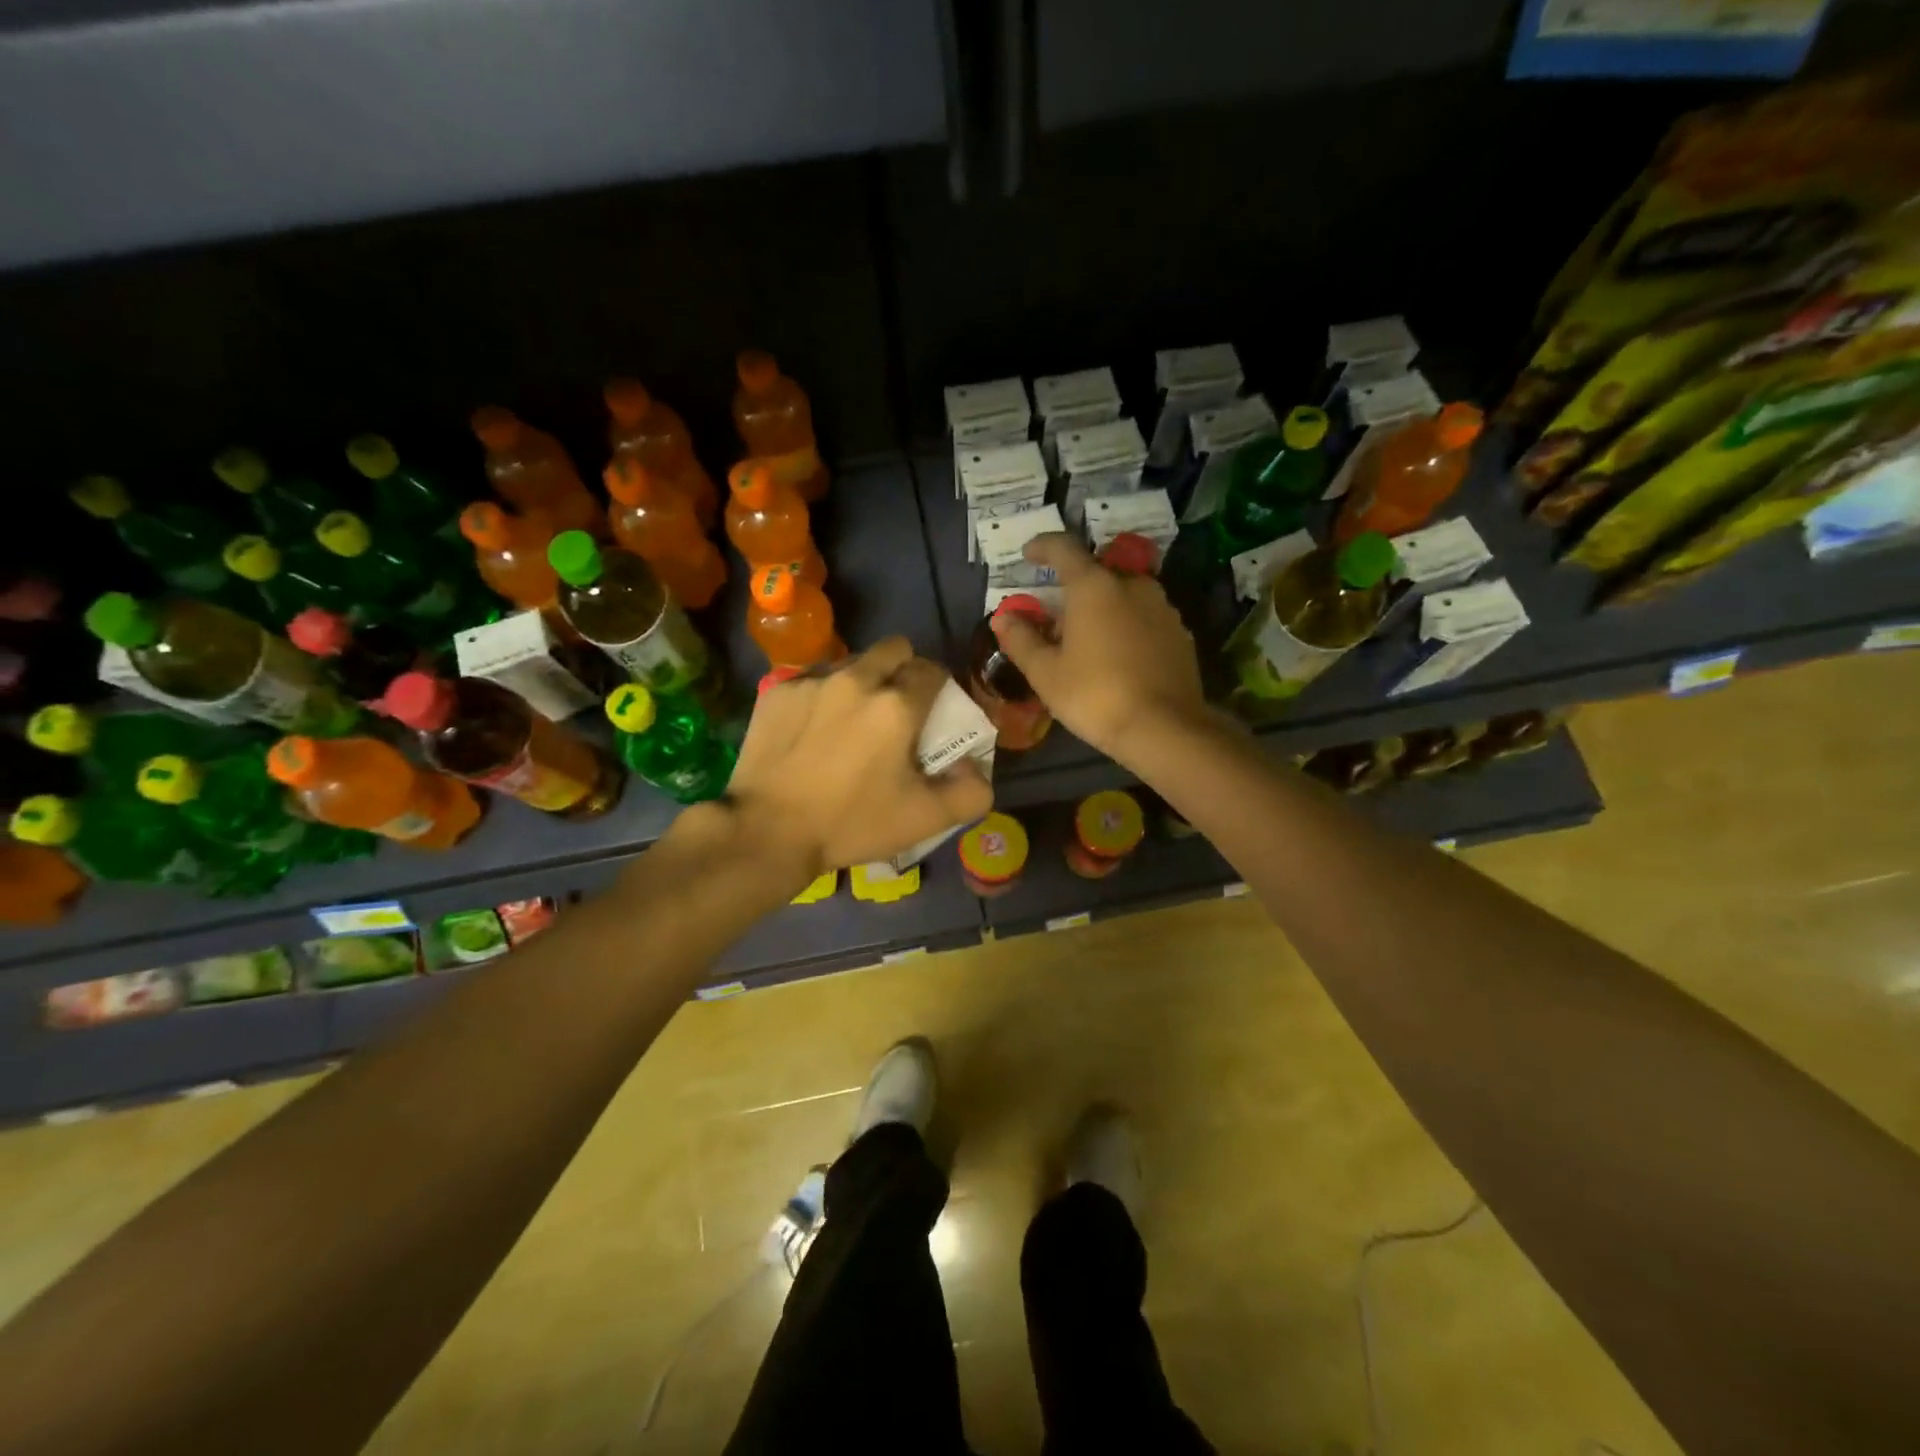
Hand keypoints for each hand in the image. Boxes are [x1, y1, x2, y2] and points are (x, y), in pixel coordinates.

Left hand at [723, 637, 993, 880]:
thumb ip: (970, 792)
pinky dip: (823, 696)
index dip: (939, 688)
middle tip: (896, 707)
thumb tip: (976, 766)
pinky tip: (813, 730)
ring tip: (852, 719)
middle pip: (894, 649)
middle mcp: (856, 679)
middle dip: (903, 669)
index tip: (933, 713)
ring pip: (851, 661)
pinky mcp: (777, 691)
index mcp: (897, 705)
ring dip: (862, 680)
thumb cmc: (851, 823)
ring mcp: (812, 681)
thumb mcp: (925, 819)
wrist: (767, 831)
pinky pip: (812, 678)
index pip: (932, 671)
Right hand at [990, 533, 1207, 765]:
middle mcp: (1132, 585)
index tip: (1028, 553)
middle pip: (1096, 573)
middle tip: (1055, 617)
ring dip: (1102, 608)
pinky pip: (1144, 618)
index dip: (1043, 546)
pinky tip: (1117, 656)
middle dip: (1073, 589)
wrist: (1164, 729)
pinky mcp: (1180, 633)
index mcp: (1094, 586)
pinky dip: (1125, 626)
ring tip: (1086, 640)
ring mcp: (1162, 607)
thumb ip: (1021, 640)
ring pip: (1124, 595)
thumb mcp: (1046, 673)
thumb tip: (1004, 617)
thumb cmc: (1095, 695)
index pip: (1064, 548)